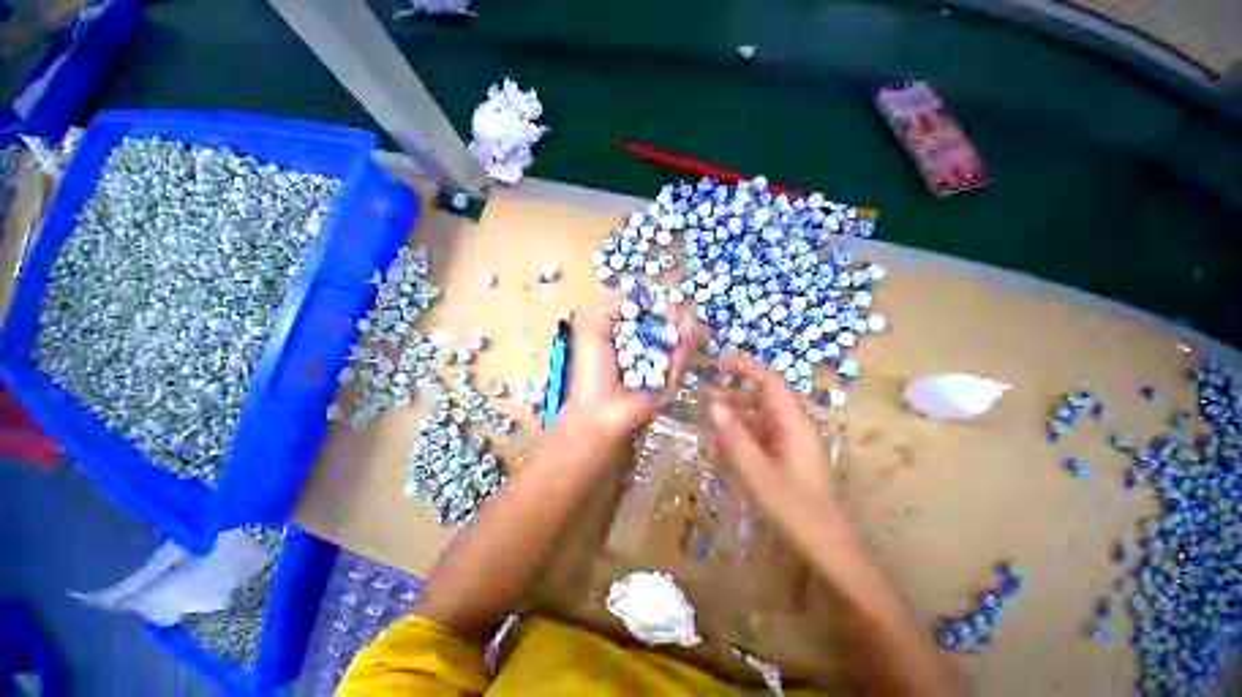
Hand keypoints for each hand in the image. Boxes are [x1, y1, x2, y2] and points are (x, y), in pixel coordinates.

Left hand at [559, 301, 691, 442]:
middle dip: (669, 318)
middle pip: (659, 333)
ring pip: (672, 347)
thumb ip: (610, 311)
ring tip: (684, 314)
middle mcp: (640, 356)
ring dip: (679, 330)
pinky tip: (687, 332)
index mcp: (622, 344)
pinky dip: (683, 350)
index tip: (658, 297)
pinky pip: (678, 365)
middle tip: (677, 304)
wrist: (599, 410)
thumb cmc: (592, 370)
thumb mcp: (593, 332)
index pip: (640, 322)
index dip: (650, 309)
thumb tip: (632, 294)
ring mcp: (655, 371)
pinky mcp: (667, 385)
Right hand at [708, 353, 841, 527]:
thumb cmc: (796, 509)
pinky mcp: (788, 458)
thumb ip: (734, 437)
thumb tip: (713, 404)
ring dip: (736, 419)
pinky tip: (726, 451)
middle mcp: (794, 427)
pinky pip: (762, 438)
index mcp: (793, 423)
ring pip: (760, 419)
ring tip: (710, 428)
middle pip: (762, 398)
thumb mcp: (757, 472)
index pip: (769, 380)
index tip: (718, 362)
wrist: (830, 550)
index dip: (745, 367)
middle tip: (705, 400)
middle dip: (733, 396)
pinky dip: (743, 438)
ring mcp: (792, 443)